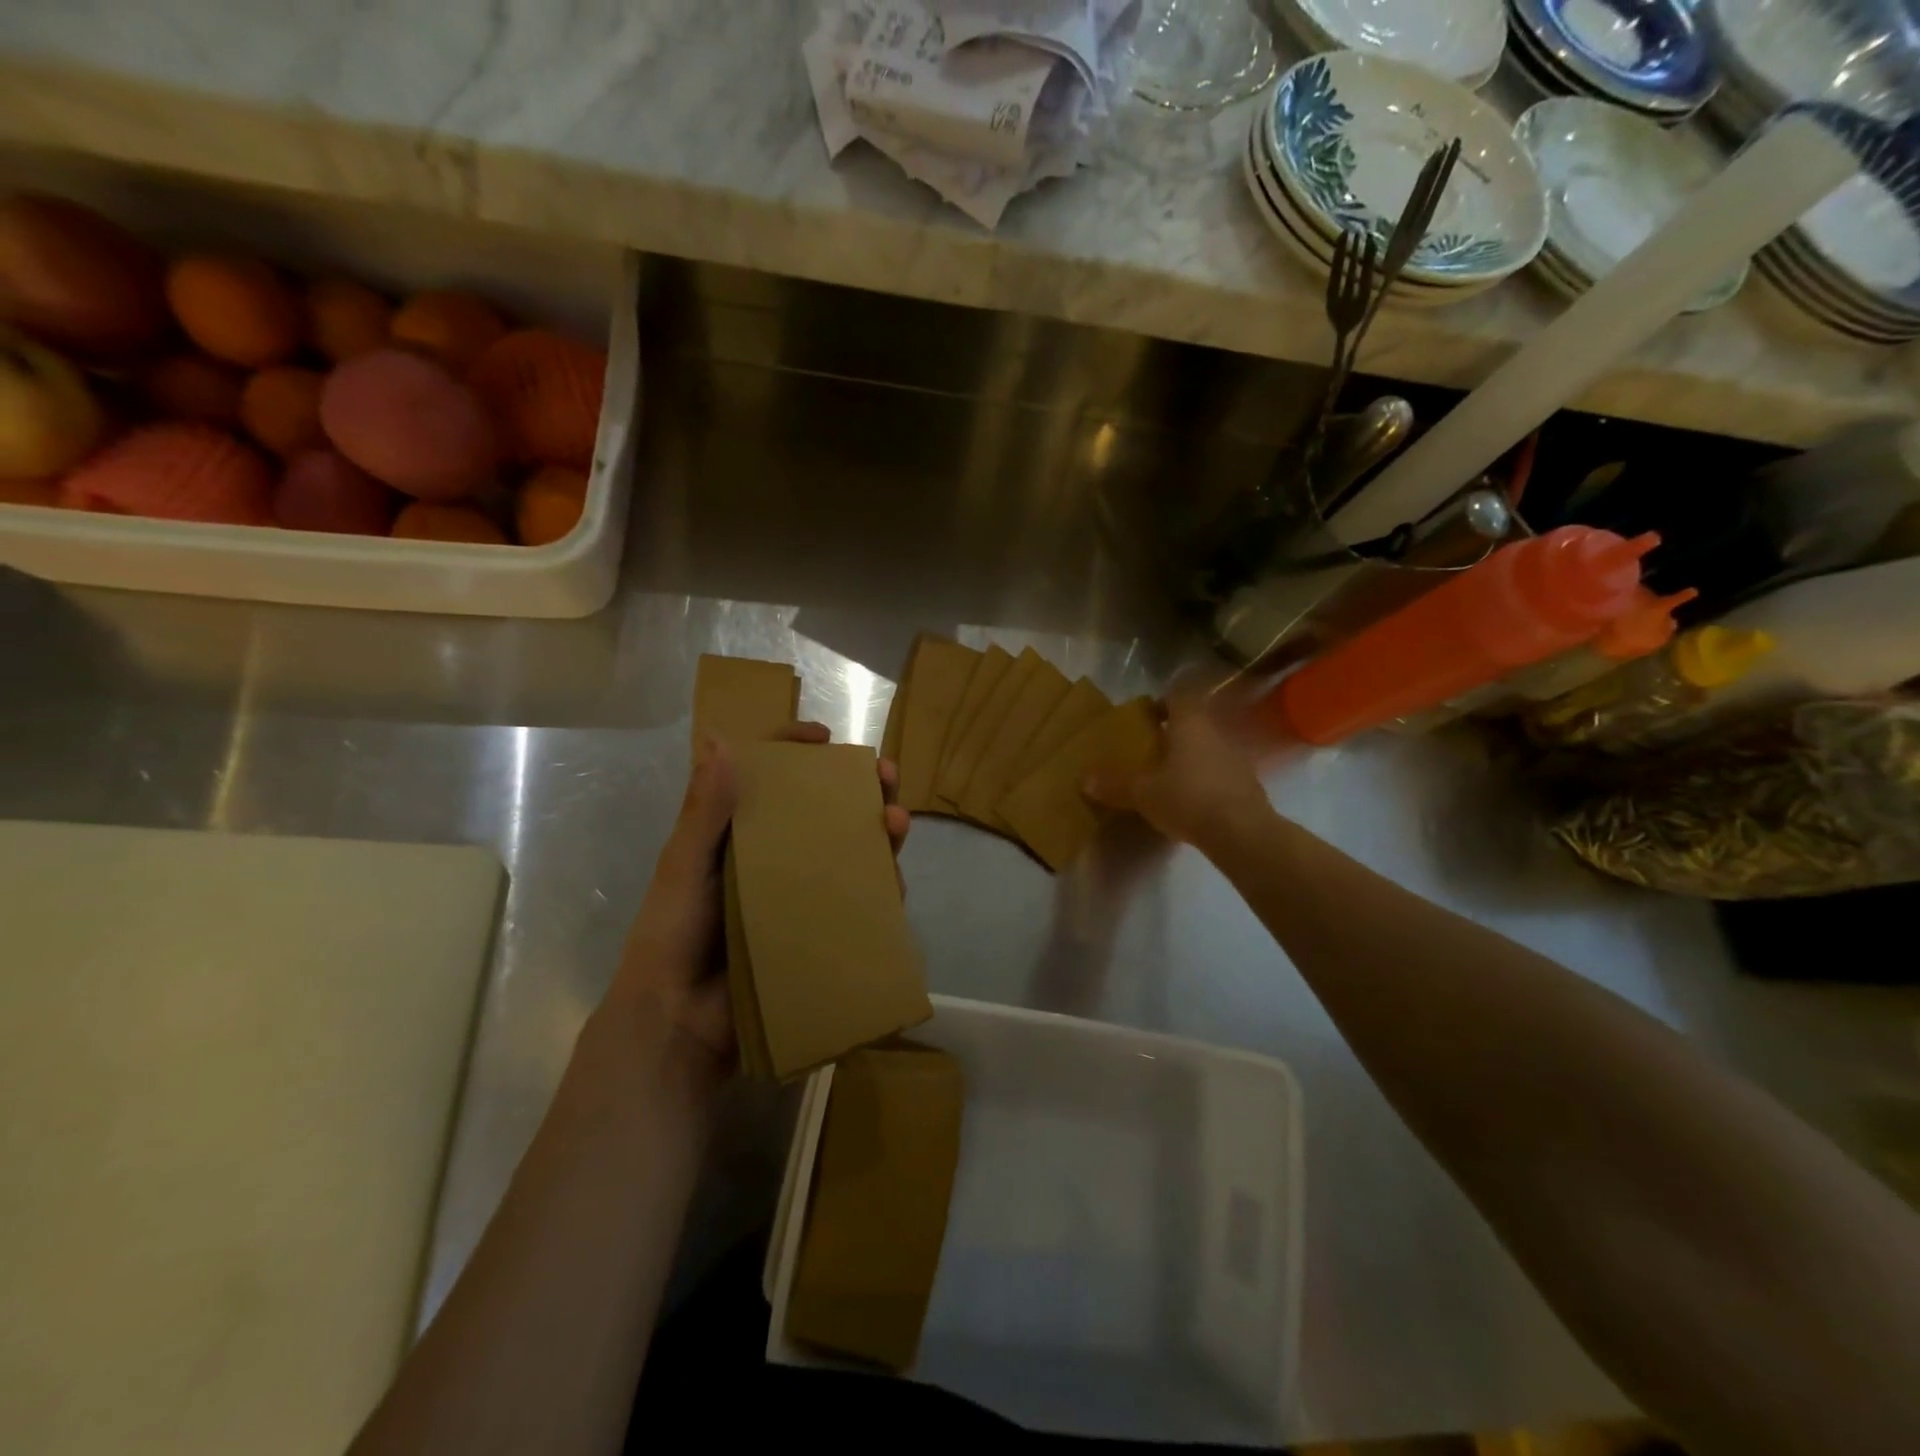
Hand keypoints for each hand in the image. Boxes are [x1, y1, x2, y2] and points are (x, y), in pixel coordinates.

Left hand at [604, 722, 909, 1093]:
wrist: (679, 1024)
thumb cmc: (673, 936)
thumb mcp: (685, 868)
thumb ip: (704, 811)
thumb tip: (721, 740)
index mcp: (736, 834)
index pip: (768, 778)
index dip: (795, 750)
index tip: (825, 738)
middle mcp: (774, 857)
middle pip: (822, 810)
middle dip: (858, 788)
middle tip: (887, 775)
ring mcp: (799, 895)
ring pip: (849, 852)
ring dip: (879, 833)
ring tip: (897, 822)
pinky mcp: (817, 930)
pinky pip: (857, 902)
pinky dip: (880, 888)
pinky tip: (895, 881)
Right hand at [1083, 691, 1270, 851]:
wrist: (1242, 832)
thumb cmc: (1187, 799)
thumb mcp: (1143, 794)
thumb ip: (1115, 785)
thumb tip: (1085, 780)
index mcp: (1190, 725)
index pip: (1179, 697)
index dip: (1162, 702)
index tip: (1146, 717)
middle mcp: (1216, 734)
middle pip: (1194, 723)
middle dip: (1173, 734)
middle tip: (1151, 750)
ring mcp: (1236, 758)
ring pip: (1209, 748)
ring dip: (1191, 758)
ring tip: (1169, 778)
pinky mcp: (1248, 785)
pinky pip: (1221, 773)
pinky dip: (1206, 781)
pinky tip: (1192, 802)